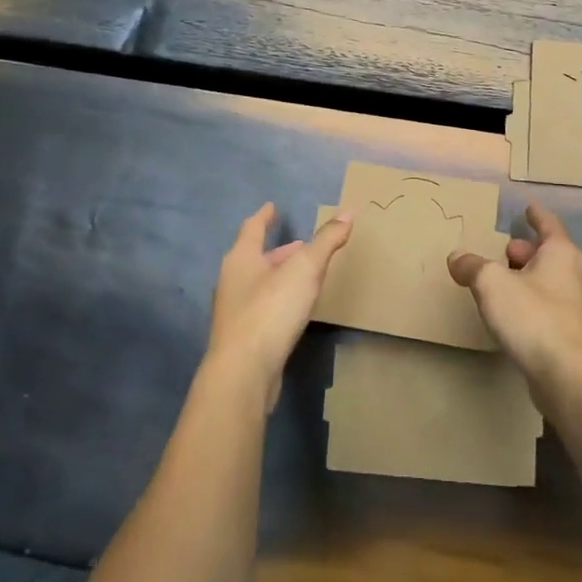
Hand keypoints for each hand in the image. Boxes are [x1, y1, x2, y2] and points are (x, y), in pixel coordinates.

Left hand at [208, 202, 351, 409]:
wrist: (243, 374)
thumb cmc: (271, 311)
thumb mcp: (305, 269)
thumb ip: (326, 241)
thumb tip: (348, 212)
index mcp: (241, 259)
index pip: (252, 228)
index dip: (264, 216)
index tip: (272, 206)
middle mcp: (232, 281)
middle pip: (255, 257)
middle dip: (278, 250)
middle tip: (301, 245)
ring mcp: (234, 312)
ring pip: (259, 284)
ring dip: (279, 276)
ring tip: (303, 275)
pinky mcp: (243, 339)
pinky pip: (262, 308)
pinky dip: (278, 300)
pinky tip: (294, 310)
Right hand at [448, 201, 581, 396]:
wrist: (569, 377)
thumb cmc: (532, 317)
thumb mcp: (491, 284)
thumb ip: (472, 266)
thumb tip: (457, 258)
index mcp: (562, 254)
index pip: (548, 224)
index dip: (535, 215)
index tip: (527, 207)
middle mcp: (577, 275)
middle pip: (549, 254)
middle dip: (525, 252)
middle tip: (502, 253)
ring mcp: (581, 308)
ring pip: (551, 282)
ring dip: (529, 279)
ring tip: (503, 285)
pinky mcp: (576, 337)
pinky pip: (552, 309)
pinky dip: (534, 304)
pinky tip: (516, 317)